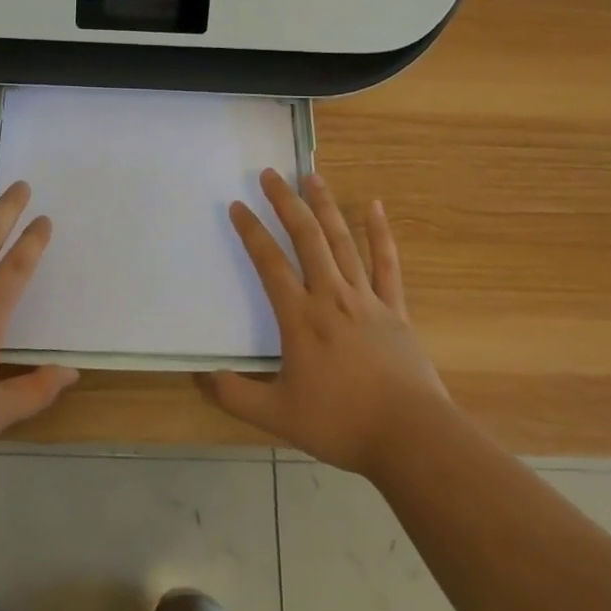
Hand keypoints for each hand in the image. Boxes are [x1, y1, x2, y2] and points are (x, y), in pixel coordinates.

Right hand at [204, 169, 450, 474]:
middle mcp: (330, 296)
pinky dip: (380, 233)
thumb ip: (235, 395)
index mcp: (300, 317)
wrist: (410, 437)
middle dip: (285, 202)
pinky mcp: (394, 308)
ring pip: (341, 240)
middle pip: (306, 237)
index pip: (269, 262)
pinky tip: (375, 206)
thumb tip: (199, 376)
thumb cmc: (342, 424)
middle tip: (270, 173)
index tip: (237, 206)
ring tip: (311, 177)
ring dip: (325, 206)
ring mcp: (366, 298)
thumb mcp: (278, 416)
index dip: (251, 231)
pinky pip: (386, 263)